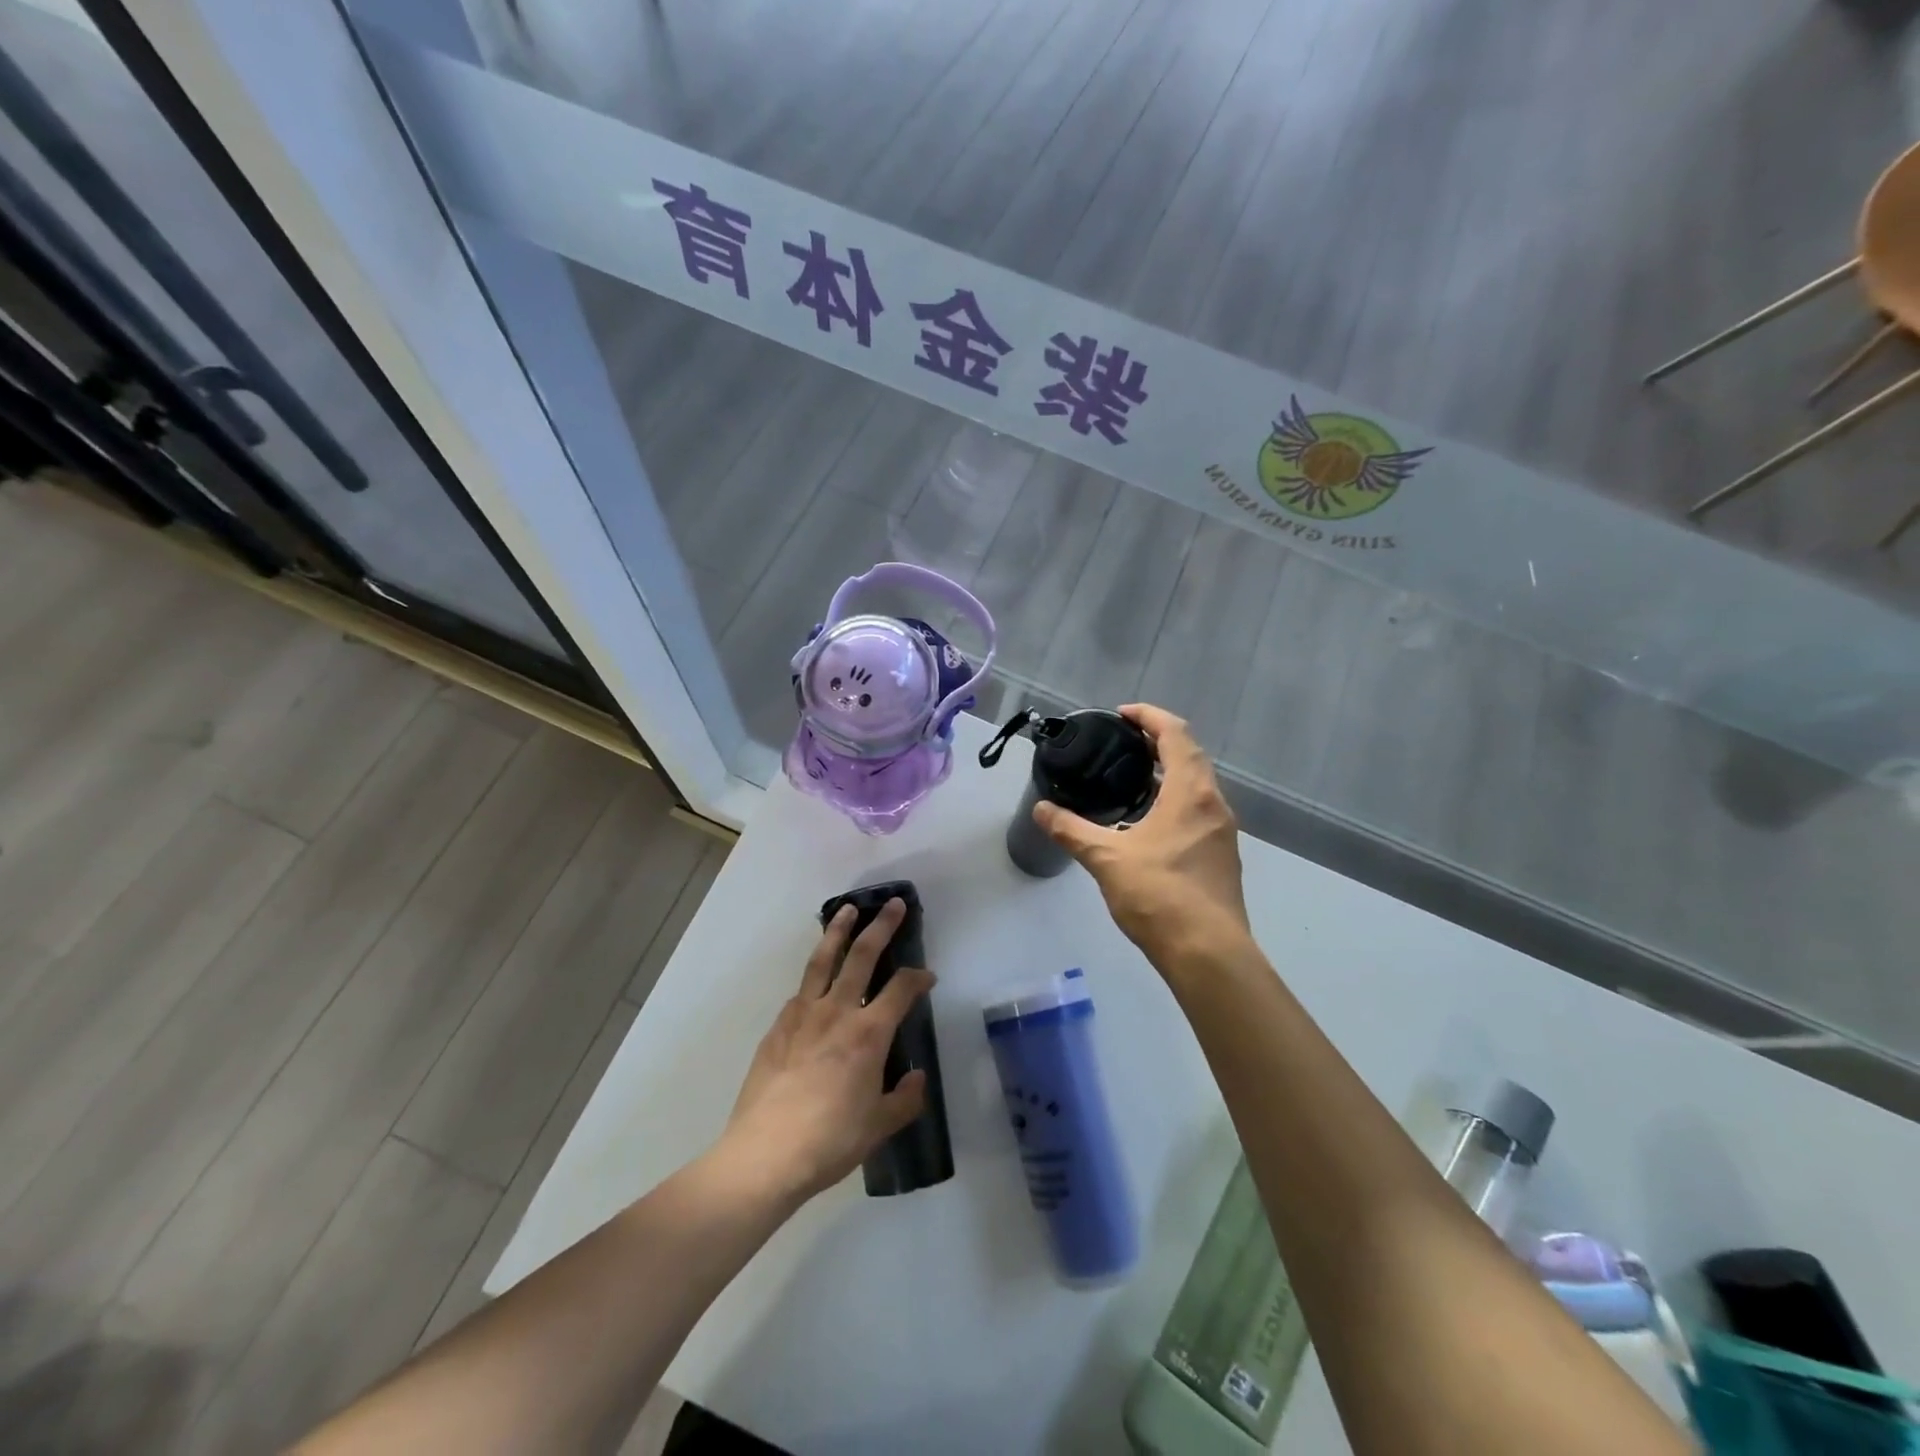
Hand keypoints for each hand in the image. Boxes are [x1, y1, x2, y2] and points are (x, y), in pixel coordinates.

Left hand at [716, 900, 933, 1205]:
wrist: (765, 1155)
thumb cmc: (830, 1141)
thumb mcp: (880, 1126)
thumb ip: (905, 1099)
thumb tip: (917, 1078)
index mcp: (869, 1033)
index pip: (902, 988)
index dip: (919, 977)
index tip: (928, 976)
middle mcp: (837, 1011)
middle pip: (862, 955)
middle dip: (881, 927)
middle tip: (893, 905)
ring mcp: (802, 1015)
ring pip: (823, 960)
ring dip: (838, 931)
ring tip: (847, 910)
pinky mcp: (777, 1027)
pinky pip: (800, 993)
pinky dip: (813, 978)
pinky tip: (815, 984)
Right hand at [1034, 704, 1251, 968]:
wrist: (1208, 954)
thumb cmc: (1159, 895)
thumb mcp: (1106, 858)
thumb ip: (1071, 830)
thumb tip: (1041, 809)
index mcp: (1191, 792)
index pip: (1176, 734)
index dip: (1149, 717)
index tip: (1121, 715)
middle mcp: (1214, 803)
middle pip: (1190, 755)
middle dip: (1158, 741)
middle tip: (1122, 743)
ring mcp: (1222, 832)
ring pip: (1198, 784)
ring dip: (1169, 771)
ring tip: (1131, 777)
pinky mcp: (1221, 856)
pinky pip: (1199, 810)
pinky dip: (1175, 799)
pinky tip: (1148, 821)